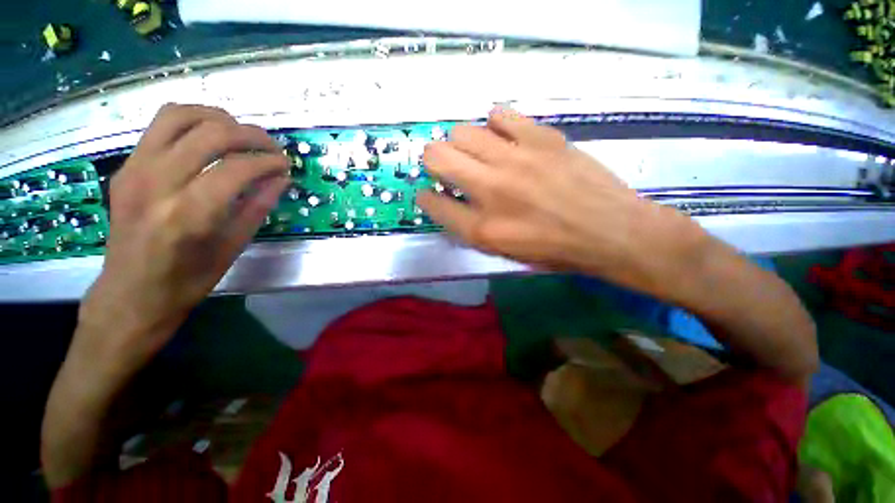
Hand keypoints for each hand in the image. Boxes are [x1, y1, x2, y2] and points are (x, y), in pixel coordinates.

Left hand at [77, 104, 289, 375]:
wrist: (130, 294)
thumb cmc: (188, 280)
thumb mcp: (233, 247)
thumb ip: (258, 206)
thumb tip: (281, 178)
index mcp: (188, 215)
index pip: (237, 168)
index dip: (268, 161)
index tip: (285, 165)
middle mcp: (156, 184)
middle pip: (210, 133)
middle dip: (250, 134)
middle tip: (270, 147)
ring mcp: (134, 170)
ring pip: (179, 116)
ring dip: (218, 118)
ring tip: (240, 134)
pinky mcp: (126, 167)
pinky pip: (160, 126)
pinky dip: (192, 121)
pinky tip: (210, 137)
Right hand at [418, 107, 706, 299]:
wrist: (610, 231)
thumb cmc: (554, 250)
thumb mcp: (504, 252)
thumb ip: (470, 227)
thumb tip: (449, 201)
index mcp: (482, 229)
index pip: (432, 203)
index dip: (427, 197)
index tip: (432, 194)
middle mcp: (491, 191)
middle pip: (436, 156)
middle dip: (434, 161)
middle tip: (449, 168)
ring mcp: (516, 160)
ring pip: (462, 131)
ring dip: (461, 143)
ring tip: (478, 153)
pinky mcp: (541, 138)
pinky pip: (500, 114)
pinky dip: (494, 124)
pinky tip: (503, 137)